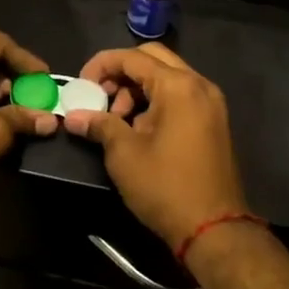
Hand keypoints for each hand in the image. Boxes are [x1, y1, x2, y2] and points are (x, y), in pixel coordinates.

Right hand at [61, 44, 246, 254]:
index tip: (81, 85)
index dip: (101, 65)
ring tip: (119, 121)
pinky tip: (140, 129)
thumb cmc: (166, 186)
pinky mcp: (214, 121)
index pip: (132, 58)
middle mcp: (198, 85)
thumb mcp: (124, 154)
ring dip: (138, 89)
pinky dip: (156, 101)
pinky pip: (180, 95)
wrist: (215, 230)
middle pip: (152, 59)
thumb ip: (99, 124)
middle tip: (101, 96)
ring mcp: (210, 103)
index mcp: (178, 86)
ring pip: (167, 76)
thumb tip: (73, 116)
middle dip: (121, 73)